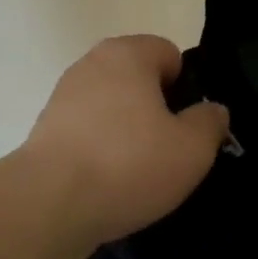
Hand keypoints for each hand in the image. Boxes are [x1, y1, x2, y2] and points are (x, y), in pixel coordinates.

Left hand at [19, 35, 230, 251]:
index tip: (188, 126)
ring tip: (139, 173)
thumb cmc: (128, 164)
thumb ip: (210, 122)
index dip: (185, 88)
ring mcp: (63, 96)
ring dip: (128, 132)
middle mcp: (91, 64)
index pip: (169, 54)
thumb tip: (211, 111)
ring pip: (112, 108)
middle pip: (139, 80)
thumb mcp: (192, 149)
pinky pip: (88, 132)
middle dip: (157, 110)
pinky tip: (109, 183)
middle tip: (170, 151)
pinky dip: (101, 150)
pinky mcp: (45, 130)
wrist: (48, 204)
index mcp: (127, 53)